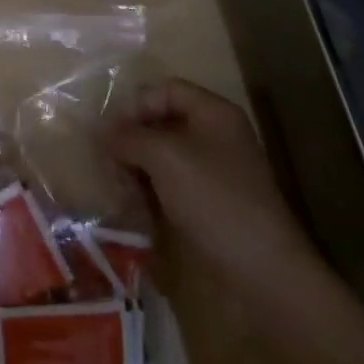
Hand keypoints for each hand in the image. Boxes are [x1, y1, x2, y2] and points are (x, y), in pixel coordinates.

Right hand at [106, 79, 315, 283]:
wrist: (263, 273)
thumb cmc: (214, 199)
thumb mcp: (165, 157)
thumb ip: (128, 137)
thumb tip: (100, 133)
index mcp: (214, 113)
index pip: (165, 90)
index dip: (135, 105)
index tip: (109, 133)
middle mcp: (214, 137)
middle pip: (161, 123)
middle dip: (131, 141)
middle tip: (108, 164)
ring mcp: (212, 173)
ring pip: (161, 157)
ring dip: (135, 169)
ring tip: (117, 190)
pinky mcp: (207, 206)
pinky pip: (169, 186)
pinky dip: (148, 192)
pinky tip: (133, 209)